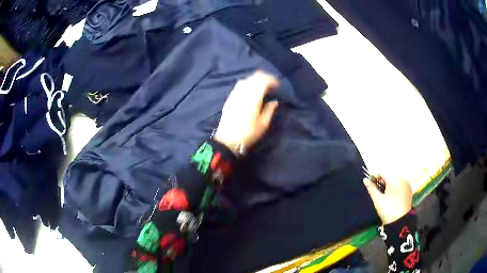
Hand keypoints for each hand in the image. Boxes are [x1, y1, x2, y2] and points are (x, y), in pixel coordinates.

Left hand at [214, 71, 278, 155]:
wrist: (227, 140)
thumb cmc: (248, 134)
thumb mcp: (263, 124)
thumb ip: (270, 110)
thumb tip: (274, 101)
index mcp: (253, 98)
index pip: (263, 81)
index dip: (272, 80)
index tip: (278, 85)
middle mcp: (243, 93)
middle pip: (254, 78)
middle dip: (264, 77)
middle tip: (271, 82)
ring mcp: (234, 95)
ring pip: (245, 80)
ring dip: (255, 79)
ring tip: (262, 84)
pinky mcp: (229, 99)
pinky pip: (239, 85)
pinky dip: (247, 83)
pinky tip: (250, 88)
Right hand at [363, 175, 412, 224]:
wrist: (399, 222)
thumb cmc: (387, 209)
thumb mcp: (378, 199)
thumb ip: (371, 188)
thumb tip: (365, 180)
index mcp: (394, 178)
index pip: (382, 172)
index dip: (374, 178)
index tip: (370, 185)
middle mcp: (402, 178)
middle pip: (389, 176)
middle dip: (382, 182)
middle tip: (377, 192)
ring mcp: (406, 184)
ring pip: (394, 180)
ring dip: (388, 185)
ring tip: (383, 195)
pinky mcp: (409, 190)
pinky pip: (400, 185)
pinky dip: (394, 188)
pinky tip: (391, 197)